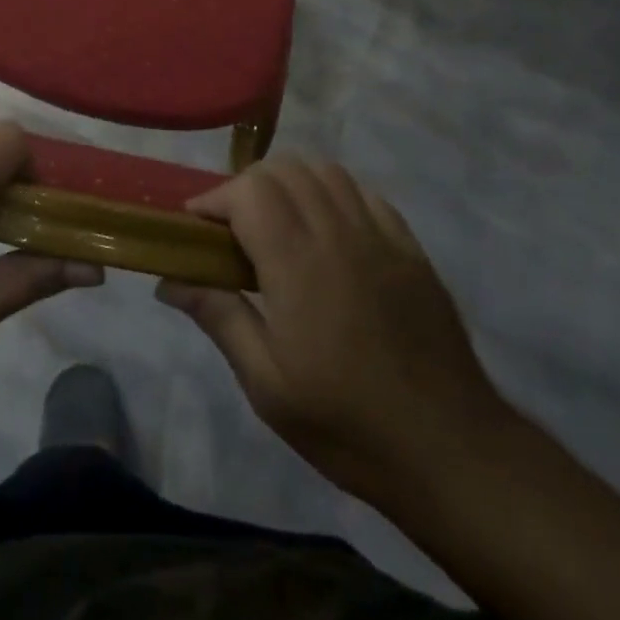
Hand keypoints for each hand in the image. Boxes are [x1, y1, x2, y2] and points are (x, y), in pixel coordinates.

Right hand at [157, 156, 507, 504]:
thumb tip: (169, 280)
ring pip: (326, 172)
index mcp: (297, 263)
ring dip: (290, 183)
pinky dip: (333, 193)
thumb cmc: (347, 423)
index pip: (248, 190)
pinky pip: (364, 194)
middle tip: (232, 229)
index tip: (196, 226)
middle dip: (246, 186)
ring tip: (277, 222)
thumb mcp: (267, 384)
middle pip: (284, 170)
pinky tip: (328, 228)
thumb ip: (219, 317)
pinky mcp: (410, 247)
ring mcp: (380, 236)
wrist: (450, 449)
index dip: (215, 198)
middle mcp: (338, 233)